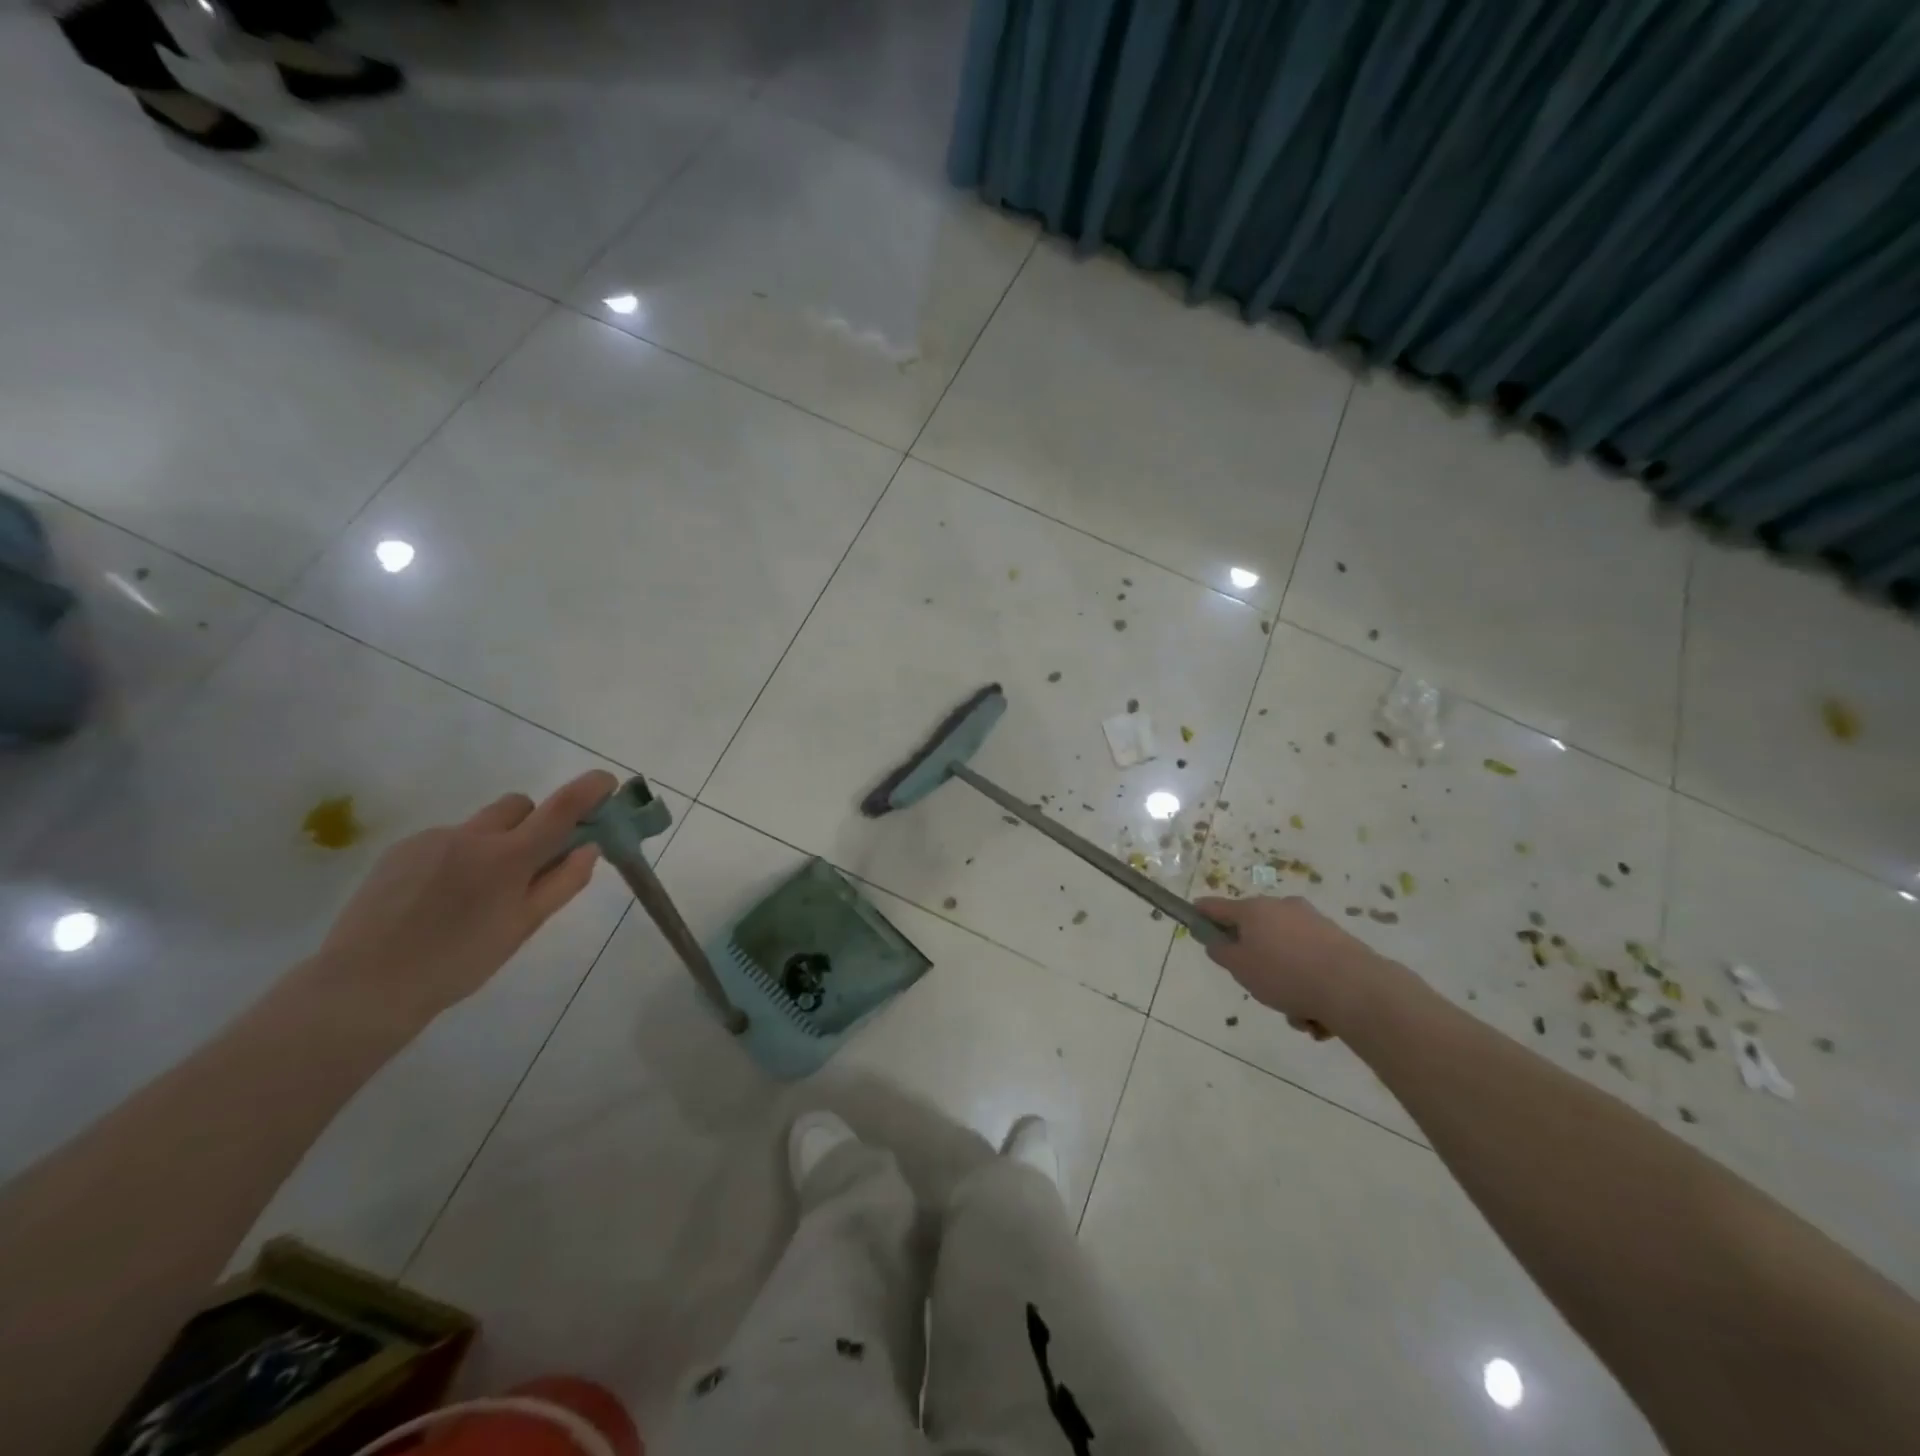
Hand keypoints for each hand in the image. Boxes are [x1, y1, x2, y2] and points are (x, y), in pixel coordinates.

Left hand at [303, 771, 616, 1034]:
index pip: (561, 808)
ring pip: (481, 824)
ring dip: (493, 842)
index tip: (607, 782)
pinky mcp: (401, 849)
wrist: (365, 985)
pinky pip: (445, 839)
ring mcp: (433, 838)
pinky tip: (439, 898)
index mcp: (509, 857)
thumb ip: (562, 882)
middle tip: (531, 863)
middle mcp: (473, 835)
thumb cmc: (459, 963)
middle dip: (534, 822)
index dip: (589, 789)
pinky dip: (457, 857)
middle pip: (519, 805)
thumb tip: (589, 848)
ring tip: (474, 892)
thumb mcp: (523, 927)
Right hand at [1192, 895, 1405, 1038]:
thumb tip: (1217, 941)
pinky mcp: (1339, 942)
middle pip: (1256, 933)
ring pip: (1286, 954)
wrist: (1356, 988)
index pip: (1217, 907)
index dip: (1202, 914)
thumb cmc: (1285, 974)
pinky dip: (1310, 986)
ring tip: (1297, 1015)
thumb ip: (1221, 952)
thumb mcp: (1240, 968)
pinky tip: (1318, 1015)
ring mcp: (1313, 923)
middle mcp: (1282, 908)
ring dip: (1286, 982)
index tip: (1193, 920)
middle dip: (1256, 962)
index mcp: (1254, 910)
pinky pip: (1311, 964)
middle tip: (1259, 989)